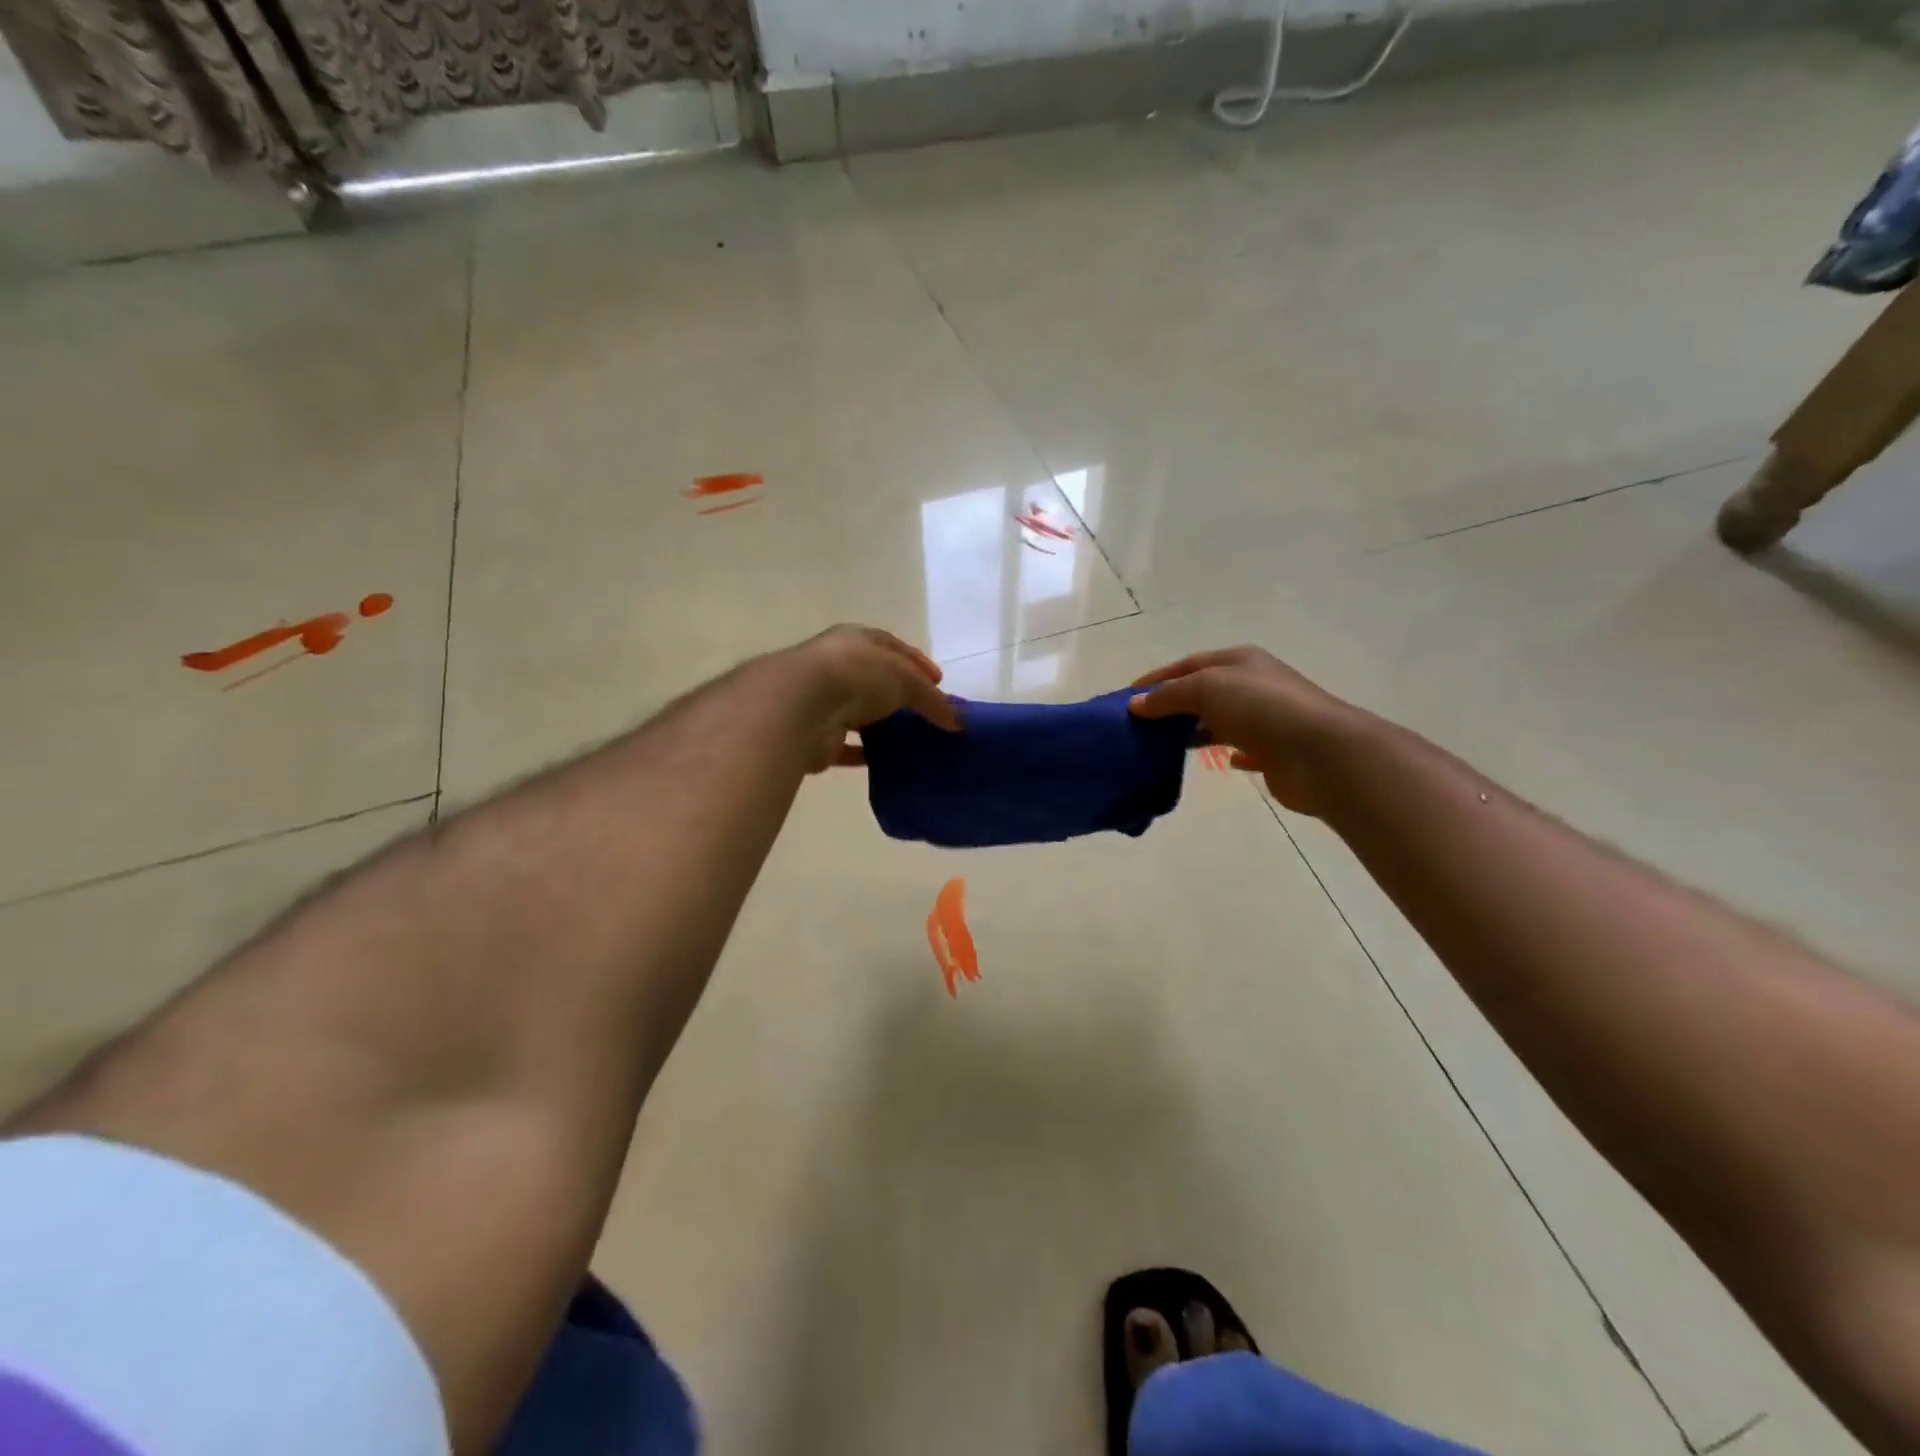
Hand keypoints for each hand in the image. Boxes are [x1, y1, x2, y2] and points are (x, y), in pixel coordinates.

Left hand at [790, 625, 959, 771]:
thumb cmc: (858, 675)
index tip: (939, 682)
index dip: (918, 663)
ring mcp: (823, 701)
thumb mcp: (907, 679)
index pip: (892, 647)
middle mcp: (837, 666)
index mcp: (856, 640)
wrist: (802, 704)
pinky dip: (865, 754)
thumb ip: (933, 700)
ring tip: (911, 740)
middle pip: (875, 680)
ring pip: (859, 713)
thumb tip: (957, 722)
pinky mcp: (816, 737)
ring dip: (881, 724)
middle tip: (928, 713)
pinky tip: (886, 762)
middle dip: (900, 694)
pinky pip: (847, 747)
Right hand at [1128, 646, 1364, 816]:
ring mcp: (1266, 719)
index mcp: (1240, 661)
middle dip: (1172, 705)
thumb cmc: (1261, 709)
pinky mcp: (1274, 751)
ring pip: (1220, 720)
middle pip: (1203, 691)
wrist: (1321, 753)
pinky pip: (1243, 748)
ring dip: (1195, 730)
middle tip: (1140, 726)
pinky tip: (1217, 761)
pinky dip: (1227, 752)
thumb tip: (1136, 705)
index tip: (1126, 698)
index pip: (1188, 665)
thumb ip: (1169, 696)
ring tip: (1163, 746)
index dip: (1157, 679)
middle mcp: (1254, 684)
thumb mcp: (1206, 689)